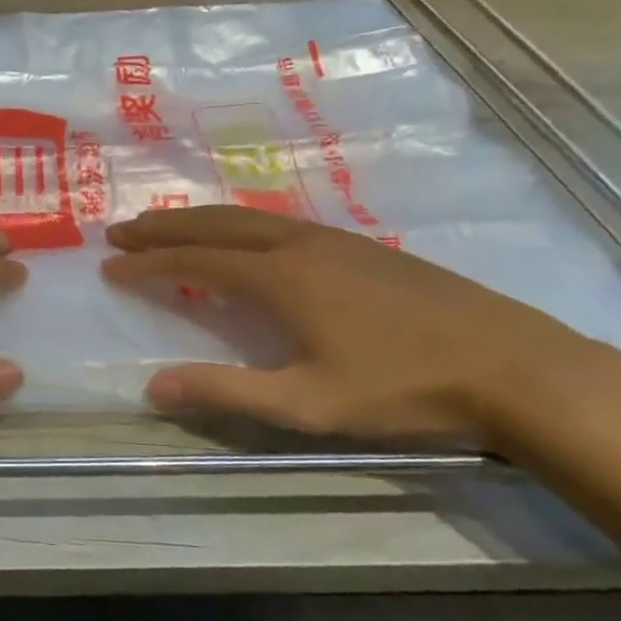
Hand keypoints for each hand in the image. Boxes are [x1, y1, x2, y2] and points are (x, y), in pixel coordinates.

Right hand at [103, 206, 620, 448]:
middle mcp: (298, 244)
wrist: (511, 365)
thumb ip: (226, 391)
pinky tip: (242, 237)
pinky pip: (277, 221)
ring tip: (166, 227)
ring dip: (200, 220)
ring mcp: (332, 239)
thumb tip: (151, 386)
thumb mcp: (307, 403)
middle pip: (215, 224)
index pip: (195, 261)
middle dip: (163, 226)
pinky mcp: (360, 246)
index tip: (109, 264)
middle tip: (121, 230)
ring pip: (248, 216)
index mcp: (280, 277)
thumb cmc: (402, 388)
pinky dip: (237, 223)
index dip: (148, 263)